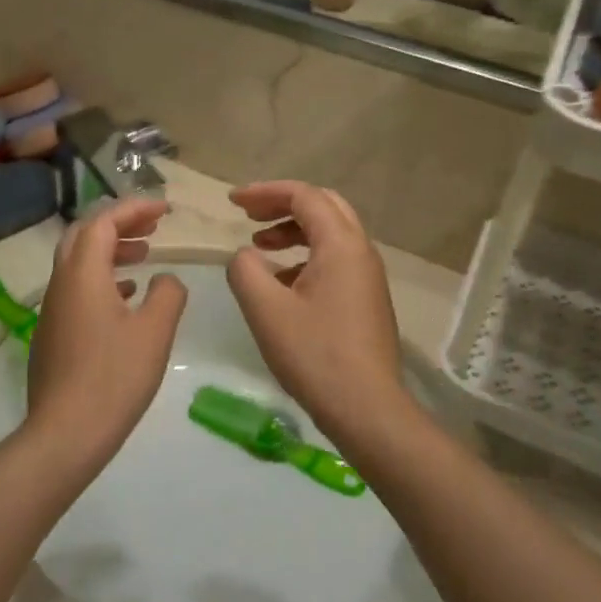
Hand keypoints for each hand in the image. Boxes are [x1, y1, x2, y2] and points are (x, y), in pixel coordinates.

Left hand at [27, 198, 187, 466]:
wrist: (66, 434)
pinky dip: (102, 279)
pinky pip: (77, 289)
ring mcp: (52, 309)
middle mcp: (61, 283)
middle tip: (153, 227)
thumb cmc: (114, 377)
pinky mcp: (52, 334)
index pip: (104, 222)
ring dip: (111, 252)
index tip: (165, 210)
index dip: (135, 209)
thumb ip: (168, 294)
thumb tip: (165, 279)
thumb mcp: (155, 332)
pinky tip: (126, 297)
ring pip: (79, 263)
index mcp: (83, 274)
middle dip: (119, 224)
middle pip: (85, 236)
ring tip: (145, 256)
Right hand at [225, 182, 422, 459]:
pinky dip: (306, 256)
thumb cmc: (315, 355)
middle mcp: (361, 251)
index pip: (304, 196)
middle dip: (282, 205)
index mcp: (341, 244)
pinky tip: (282, 284)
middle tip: (249, 215)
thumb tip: (245, 256)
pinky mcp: (367, 299)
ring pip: (331, 234)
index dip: (265, 192)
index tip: (232, 202)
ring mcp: (368, 276)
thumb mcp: (266, 309)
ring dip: (293, 231)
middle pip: (323, 206)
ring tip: (260, 247)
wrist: (367, 409)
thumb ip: (245, 270)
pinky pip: (336, 260)